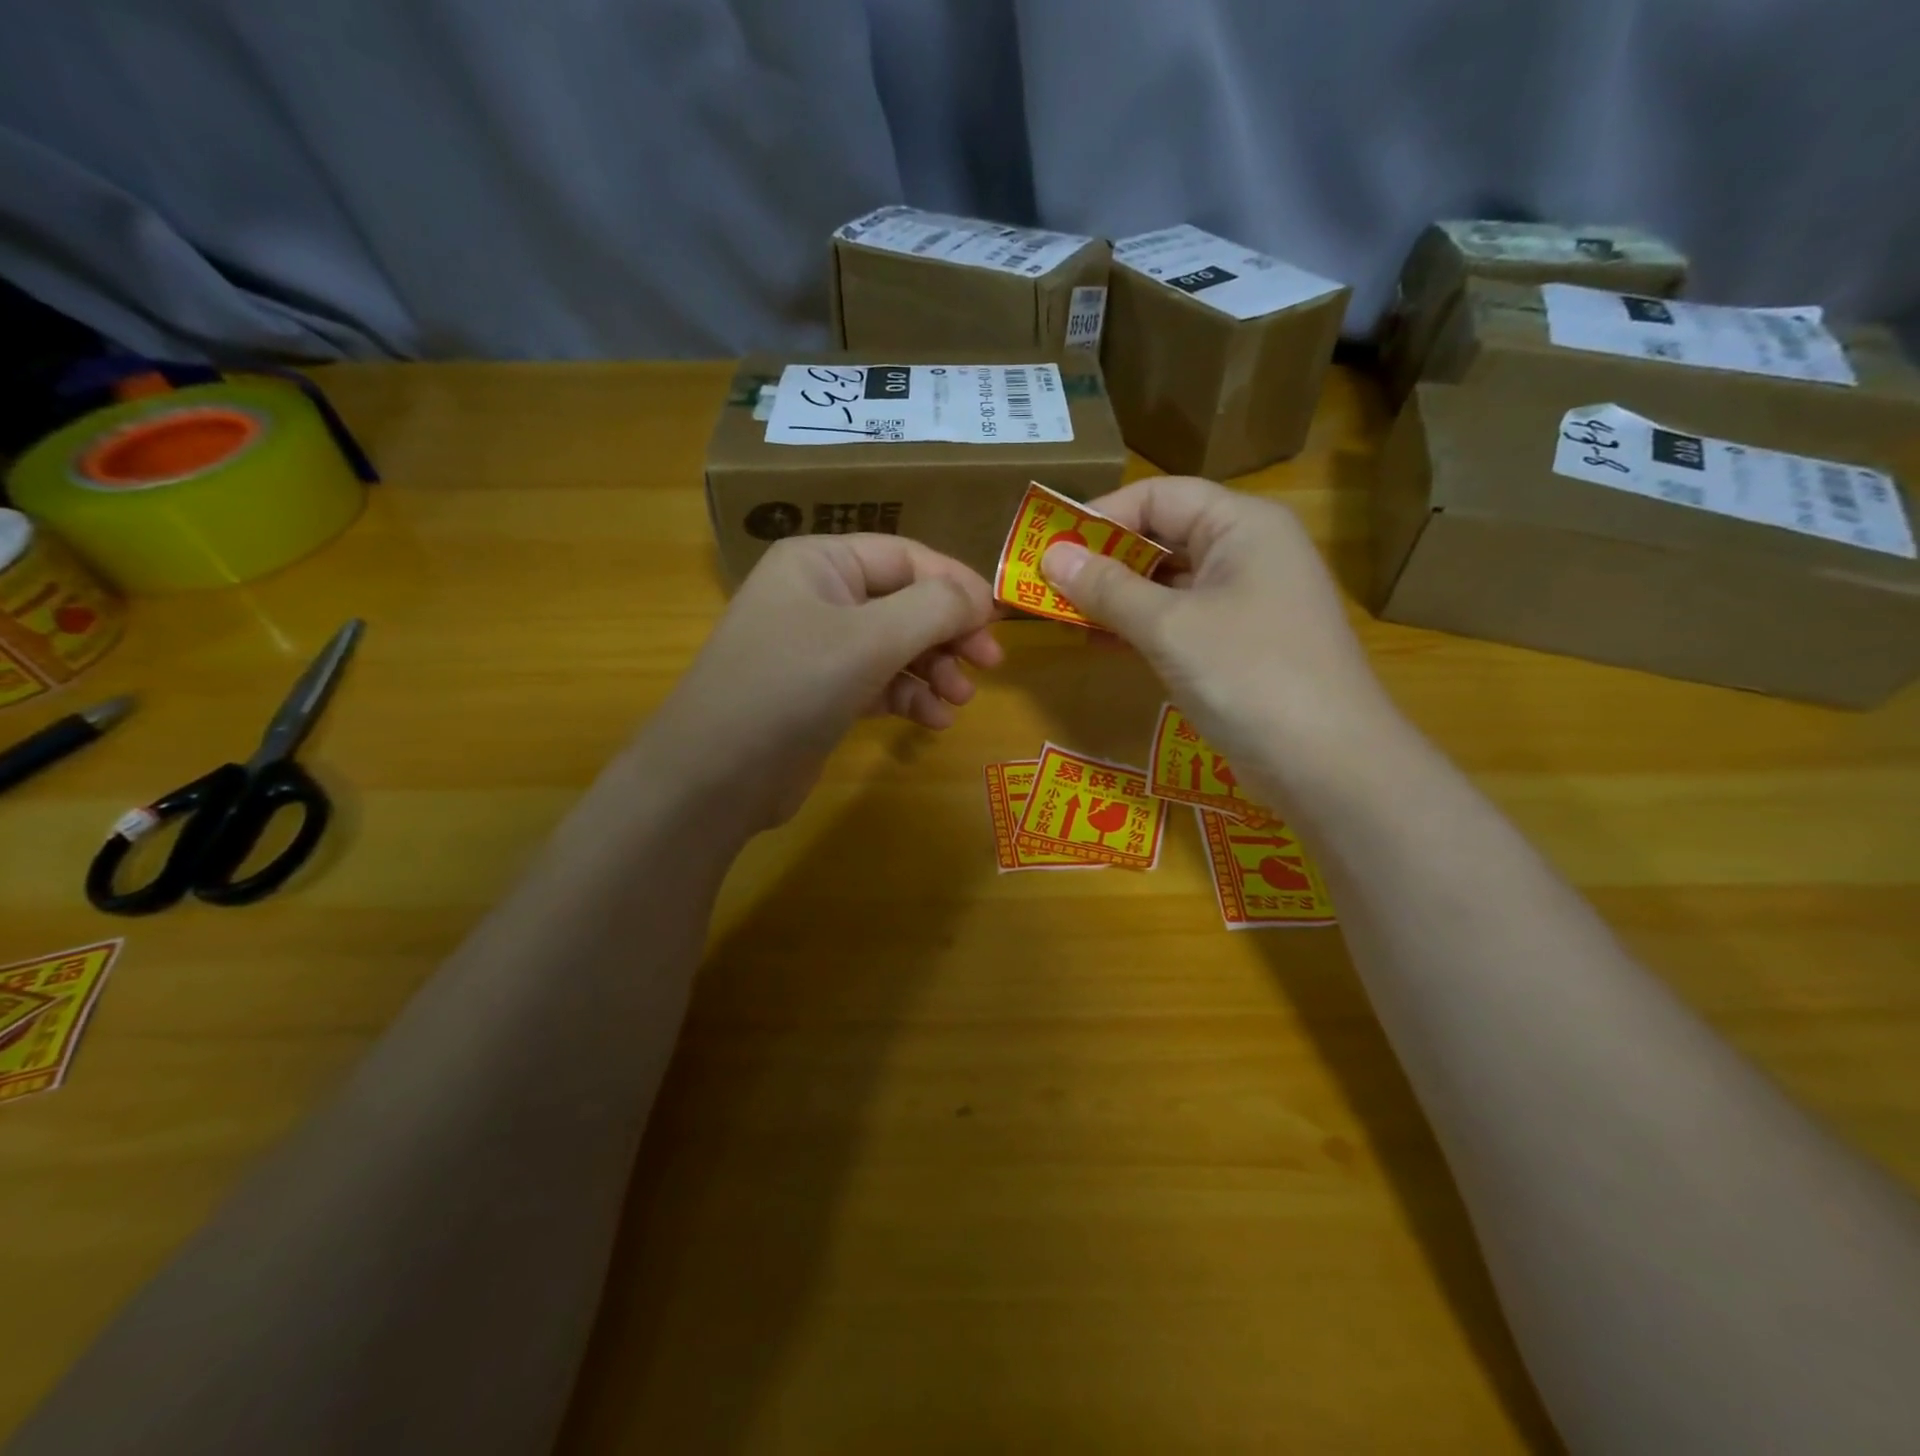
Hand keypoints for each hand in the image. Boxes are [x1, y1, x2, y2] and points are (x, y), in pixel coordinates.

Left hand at [639, 535, 1001, 829]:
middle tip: (990, 665)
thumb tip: (981, 597)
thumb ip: (934, 608)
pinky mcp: (822, 694)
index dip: (957, 585)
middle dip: (949, 634)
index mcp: (821, 562)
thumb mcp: (869, 639)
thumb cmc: (791, 687)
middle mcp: (819, 596)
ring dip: (934, 671)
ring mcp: (818, 648)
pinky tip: (932, 722)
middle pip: (905, 602)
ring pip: (897, 647)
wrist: (715, 777)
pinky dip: (909, 698)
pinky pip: (880, 683)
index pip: (907, 557)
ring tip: (959, 700)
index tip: (999, 620)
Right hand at [1041, 476, 1399, 793]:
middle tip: (1047, 585)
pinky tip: (1102, 642)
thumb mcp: (1169, 627)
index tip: (1049, 547)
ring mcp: (1247, 601)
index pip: (1158, 496)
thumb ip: (1108, 588)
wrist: (1329, 764)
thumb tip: (1051, 557)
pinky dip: (1141, 627)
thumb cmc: (1250, 676)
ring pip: (1168, 583)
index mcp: (1241, 525)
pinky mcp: (1241, 644)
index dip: (1100, 516)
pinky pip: (1180, 620)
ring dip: (1117, 597)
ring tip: (1064, 615)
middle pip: (1163, 536)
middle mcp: (1247, 552)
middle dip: (1104, 560)